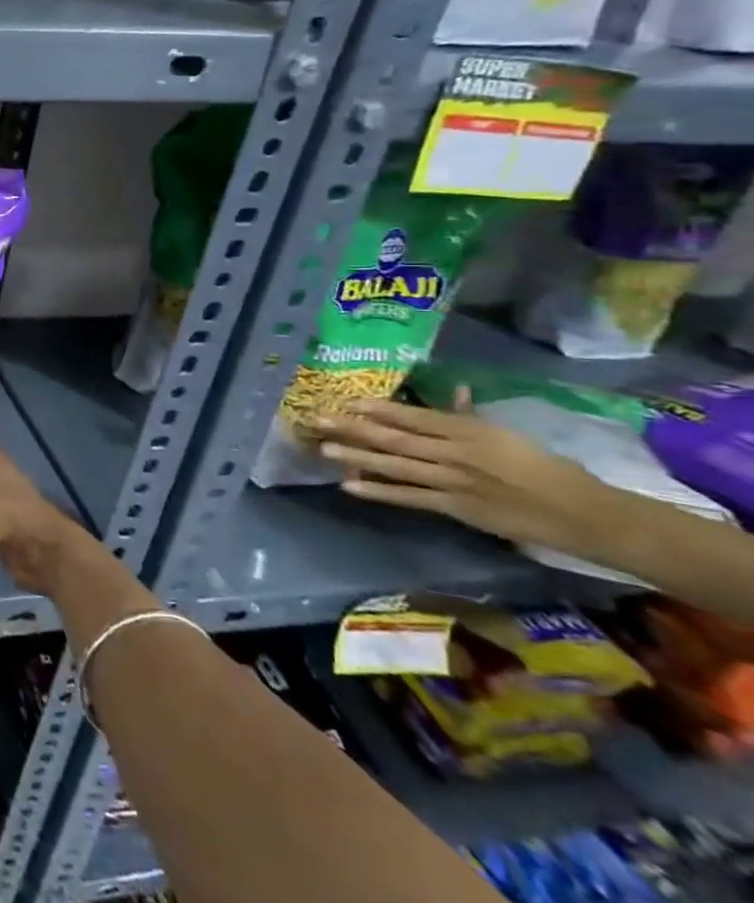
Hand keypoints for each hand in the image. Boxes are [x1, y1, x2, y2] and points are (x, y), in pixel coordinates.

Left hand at [315, 397, 629, 553]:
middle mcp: (455, 452)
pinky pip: (409, 498)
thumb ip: (470, 415)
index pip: (415, 416)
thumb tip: (453, 389)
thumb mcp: (506, 434)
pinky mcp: (455, 508)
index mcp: (470, 431)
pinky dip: (378, 491)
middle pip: (396, 438)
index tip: (348, 401)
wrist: (584, 513)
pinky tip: (349, 485)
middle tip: (318, 420)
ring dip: (357, 456)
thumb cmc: (546, 468)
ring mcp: (452, 481)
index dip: (380, 409)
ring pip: (395, 465)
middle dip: (354, 428)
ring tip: (324, 448)